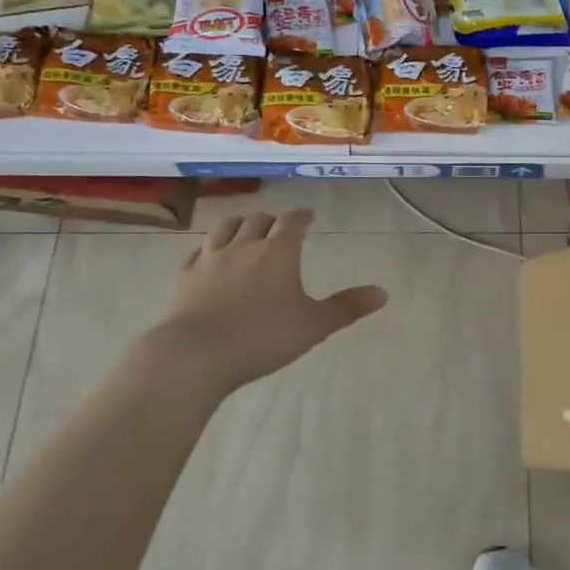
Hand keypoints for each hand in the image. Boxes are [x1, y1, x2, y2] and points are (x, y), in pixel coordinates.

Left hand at [141, 209, 386, 394]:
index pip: (292, 221)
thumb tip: (383, 293)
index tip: (308, 216)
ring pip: (226, 228)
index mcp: (279, 252)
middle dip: (272, 219)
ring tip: (246, 228)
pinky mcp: (186, 277)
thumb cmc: (263, 337)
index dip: (302, 215)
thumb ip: (347, 307)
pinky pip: (198, 251)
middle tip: (279, 226)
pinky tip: (209, 254)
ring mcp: (211, 259)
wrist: (197, 353)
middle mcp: (245, 246)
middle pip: (259, 220)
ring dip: (239, 224)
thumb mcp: (314, 325)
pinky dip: (209, 247)